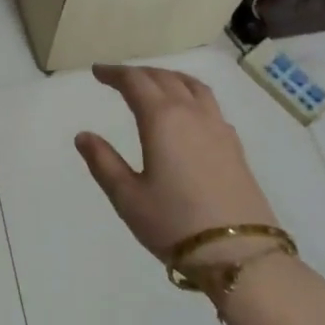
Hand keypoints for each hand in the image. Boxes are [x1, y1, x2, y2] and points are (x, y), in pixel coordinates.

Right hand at [75, 64, 280, 265]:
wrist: (240, 252)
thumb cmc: (174, 223)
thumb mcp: (128, 197)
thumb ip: (103, 162)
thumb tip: (84, 136)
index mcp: (162, 119)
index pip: (135, 82)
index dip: (114, 73)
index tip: (97, 72)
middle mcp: (192, 113)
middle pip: (164, 78)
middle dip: (138, 73)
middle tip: (119, 78)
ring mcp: (218, 127)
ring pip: (192, 85)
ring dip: (168, 77)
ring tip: (154, 83)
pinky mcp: (234, 145)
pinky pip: (209, 102)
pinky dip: (190, 93)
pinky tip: (188, 112)